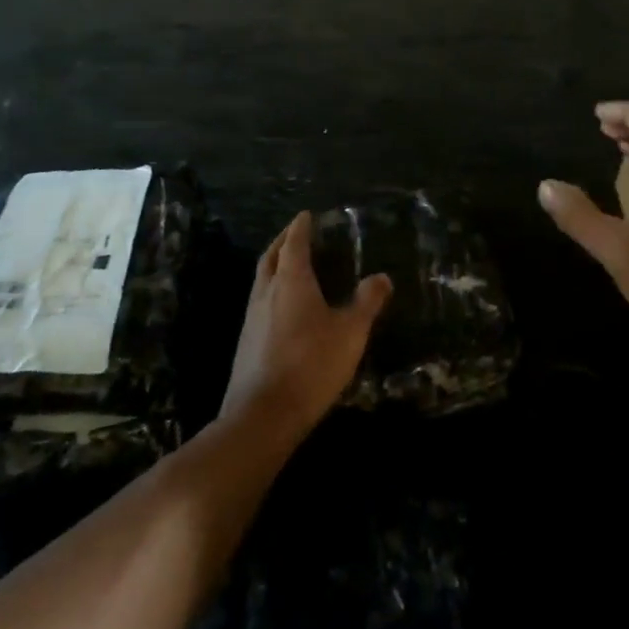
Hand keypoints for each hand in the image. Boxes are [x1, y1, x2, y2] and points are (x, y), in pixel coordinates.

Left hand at [220, 212, 392, 437]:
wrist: (263, 413)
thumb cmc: (311, 364)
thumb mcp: (350, 332)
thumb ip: (367, 302)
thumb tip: (382, 277)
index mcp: (291, 281)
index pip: (294, 243)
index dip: (300, 227)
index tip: (306, 215)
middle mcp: (266, 292)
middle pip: (271, 256)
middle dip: (283, 241)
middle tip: (295, 233)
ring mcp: (251, 317)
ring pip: (261, 279)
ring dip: (274, 265)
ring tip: (289, 266)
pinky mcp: (246, 341)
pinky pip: (259, 302)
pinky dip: (271, 290)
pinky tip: (282, 307)